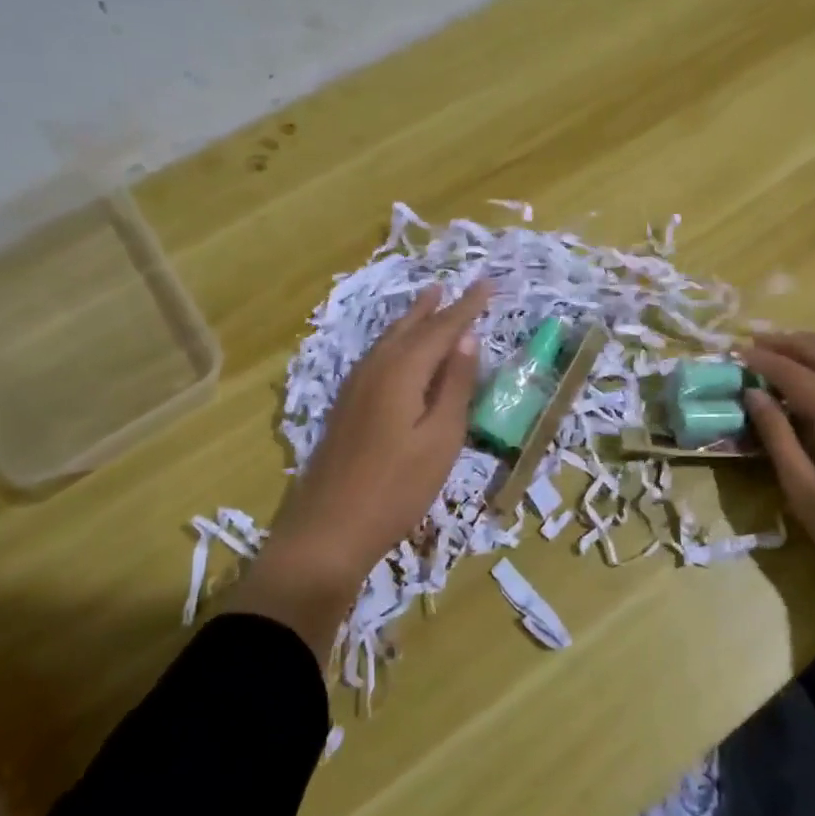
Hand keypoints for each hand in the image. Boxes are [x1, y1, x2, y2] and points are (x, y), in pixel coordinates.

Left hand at [224, 281, 489, 651]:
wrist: (328, 531)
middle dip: (435, 307)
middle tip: (453, 286)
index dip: (466, 307)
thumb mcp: (441, 439)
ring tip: (428, 303)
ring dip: (412, 321)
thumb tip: (467, 339)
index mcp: (402, 371)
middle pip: (410, 328)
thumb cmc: (397, 489)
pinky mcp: (346, 406)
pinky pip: (377, 357)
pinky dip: (396, 343)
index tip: (487, 284)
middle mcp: (375, 368)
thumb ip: (455, 385)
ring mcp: (354, 387)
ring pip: (389, 340)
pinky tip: (398, 351)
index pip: (441, 328)